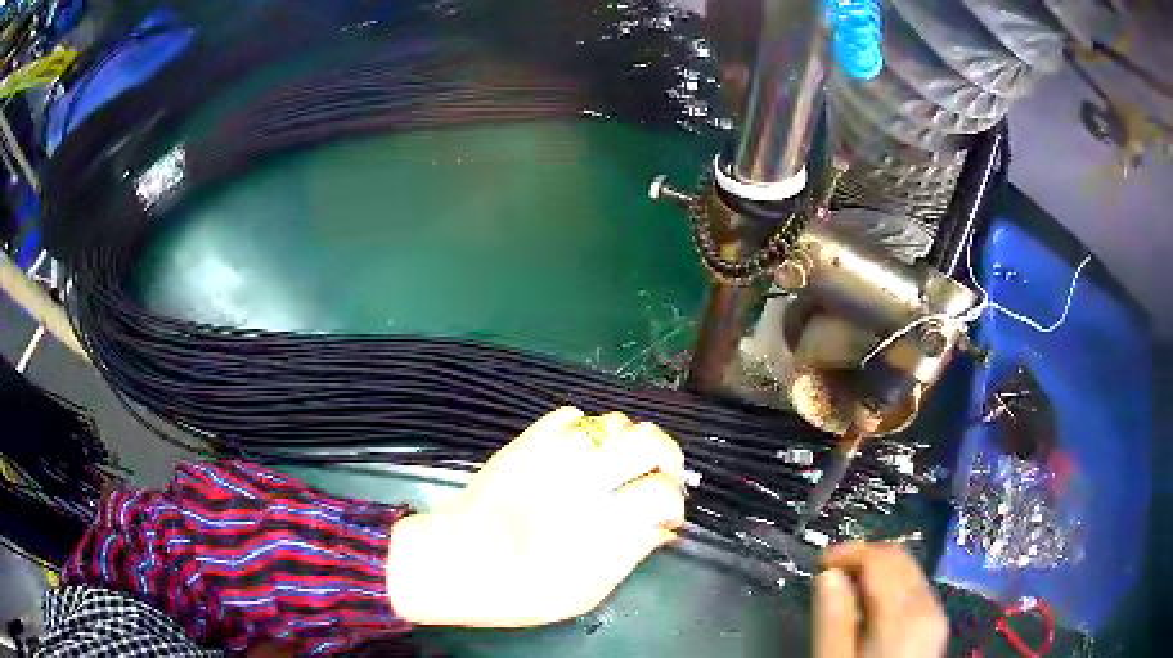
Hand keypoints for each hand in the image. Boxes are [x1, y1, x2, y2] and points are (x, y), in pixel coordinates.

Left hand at [386, 407, 685, 627]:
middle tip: (659, 474)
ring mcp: (554, 455)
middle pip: (649, 441)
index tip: (667, 514)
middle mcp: (586, 481)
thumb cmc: (527, 590)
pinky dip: (586, 428)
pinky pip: (569, 415)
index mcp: (605, 524)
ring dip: (628, 441)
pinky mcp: (526, 442)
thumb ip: (633, 553)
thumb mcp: (591, 590)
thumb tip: (664, 527)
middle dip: (666, 455)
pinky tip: (581, 451)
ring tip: (619, 463)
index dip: (673, 502)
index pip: (662, 490)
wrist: (460, 563)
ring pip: (614, 422)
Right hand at [814, 543, 947, 657]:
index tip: (820, 562)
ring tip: (845, 587)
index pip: (882, 560)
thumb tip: (829, 576)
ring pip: (910, 572)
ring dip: (878, 571)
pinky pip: (915, 589)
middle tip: (830, 571)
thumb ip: (833, 620)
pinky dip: (891, 586)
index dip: (850, 552)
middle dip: (865, 557)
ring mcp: (935, 616)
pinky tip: (869, 605)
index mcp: (904, 617)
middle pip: (901, 560)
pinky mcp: (934, 626)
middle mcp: (928, 607)